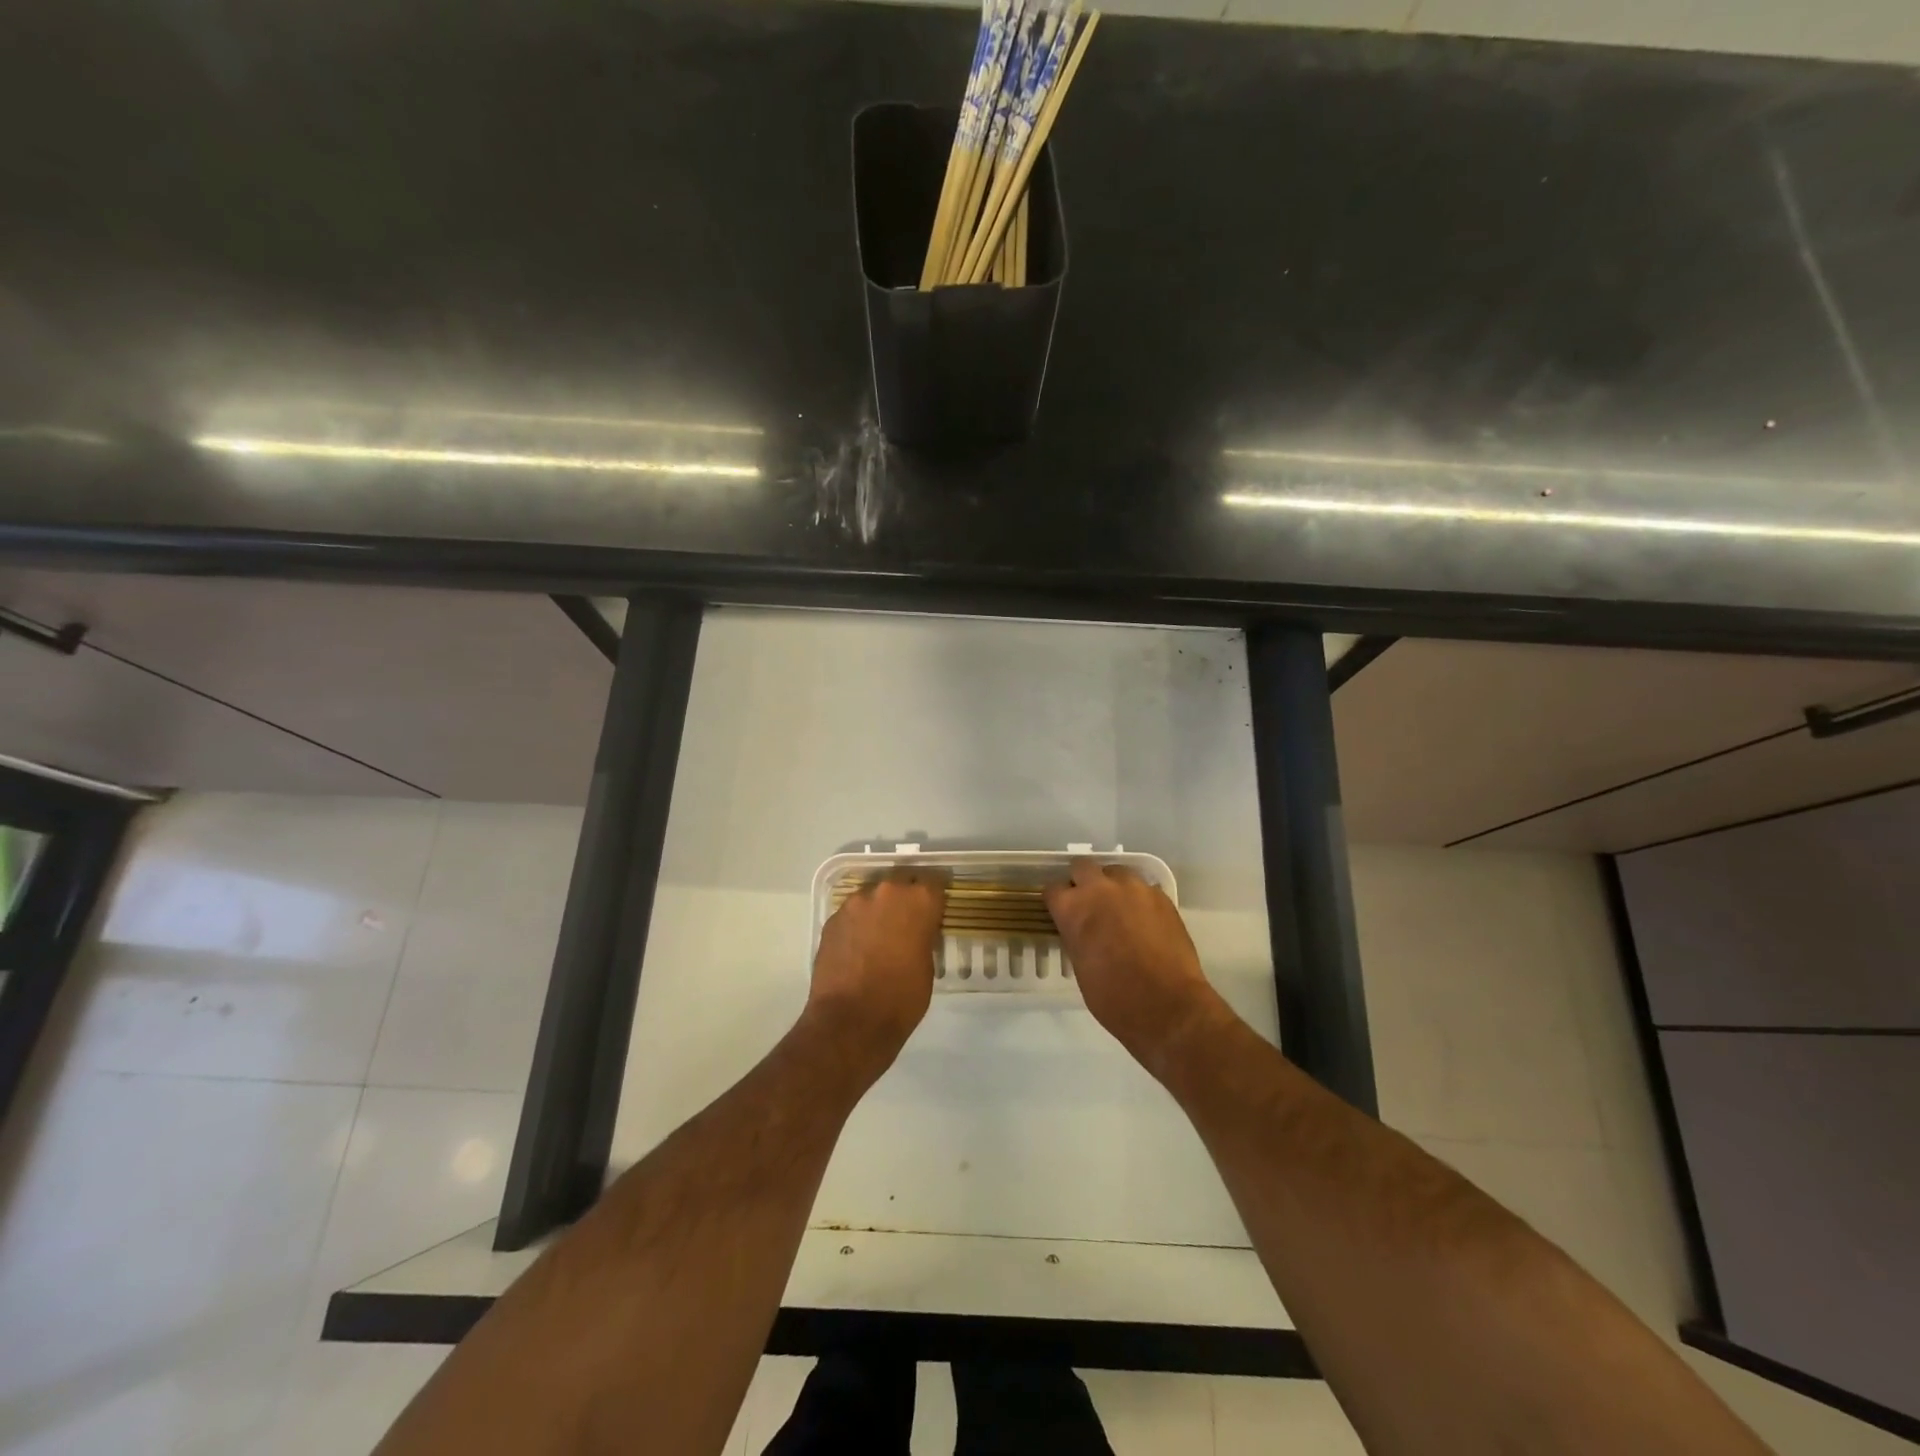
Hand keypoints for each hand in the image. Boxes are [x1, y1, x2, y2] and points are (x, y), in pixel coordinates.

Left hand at [806, 867, 946, 1078]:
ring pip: (873, 896)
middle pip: (901, 882)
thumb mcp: (927, 965)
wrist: (850, 1021)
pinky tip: (858, 947)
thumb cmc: (901, 998)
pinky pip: (852, 914)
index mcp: (918, 900)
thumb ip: (923, 937)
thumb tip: (915, 932)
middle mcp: (887, 891)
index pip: (934, 882)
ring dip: (879, 909)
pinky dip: (858, 924)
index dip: (934, 896)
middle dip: (905, 898)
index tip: (935, 909)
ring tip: (879, 936)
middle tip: (908, 921)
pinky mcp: (832, 919)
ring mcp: (855, 903)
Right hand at [1045, 860, 1225, 1072]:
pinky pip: (1143, 888)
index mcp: (1073, 908)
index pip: (1053, 889)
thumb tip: (1080, 929)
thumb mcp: (1080, 967)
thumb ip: (1076, 936)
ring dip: (1112, 886)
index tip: (1061, 913)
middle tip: (1089, 905)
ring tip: (1119, 910)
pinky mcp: (1161, 896)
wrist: (1168, 1006)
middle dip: (1081, 882)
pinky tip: (1144, 921)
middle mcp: (1101, 889)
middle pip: (1082, 867)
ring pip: (1116, 872)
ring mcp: (1134, 889)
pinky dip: (1138, 899)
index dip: (1057, 902)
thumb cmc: (1114, 997)